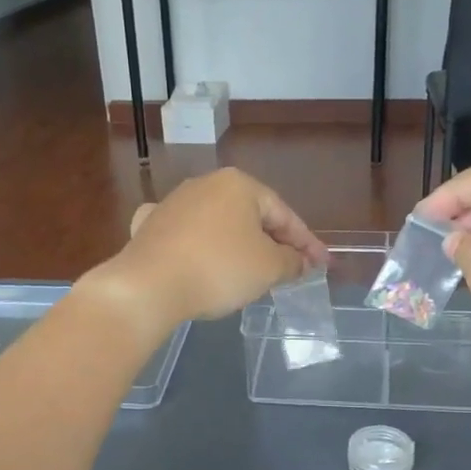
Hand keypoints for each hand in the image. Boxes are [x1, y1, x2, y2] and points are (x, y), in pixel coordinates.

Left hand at [81, 168, 327, 341]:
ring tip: (251, 269)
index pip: (284, 214)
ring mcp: (174, 202)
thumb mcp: (269, 268)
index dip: (307, 242)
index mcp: (240, 185)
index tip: (322, 264)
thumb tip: (300, 261)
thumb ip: (292, 261)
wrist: (148, 285)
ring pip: (218, 224)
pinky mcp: (150, 226)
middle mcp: (206, 184)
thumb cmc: (219, 269)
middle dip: (272, 242)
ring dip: (238, 244)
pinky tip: (200, 256)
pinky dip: (200, 246)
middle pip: (251, 216)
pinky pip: (186, 234)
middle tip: (291, 268)